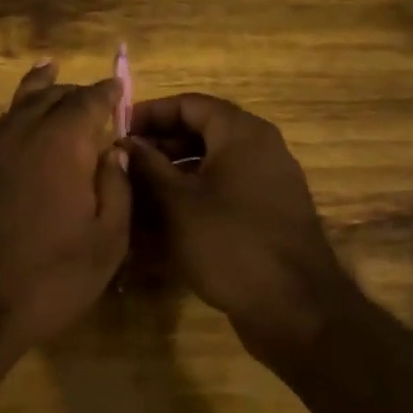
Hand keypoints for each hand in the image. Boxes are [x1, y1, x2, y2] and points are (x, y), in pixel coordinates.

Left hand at [0, 62, 130, 350]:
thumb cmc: (48, 277)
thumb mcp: (105, 241)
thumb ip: (116, 188)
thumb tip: (115, 150)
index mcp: (60, 144)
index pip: (88, 103)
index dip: (106, 93)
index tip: (118, 87)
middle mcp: (21, 136)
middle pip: (48, 98)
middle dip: (72, 92)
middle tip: (90, 94)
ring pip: (16, 108)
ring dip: (37, 92)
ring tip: (47, 72)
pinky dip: (15, 117)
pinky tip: (19, 126)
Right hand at [124, 93, 349, 368]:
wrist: (295, 308)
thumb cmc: (230, 243)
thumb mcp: (176, 203)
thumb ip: (147, 166)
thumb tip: (124, 143)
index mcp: (242, 134)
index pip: (189, 104)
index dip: (150, 113)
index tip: (117, 130)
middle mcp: (260, 149)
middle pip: (201, 131)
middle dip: (159, 144)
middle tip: (123, 162)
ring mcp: (268, 182)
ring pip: (212, 163)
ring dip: (174, 171)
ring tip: (136, 190)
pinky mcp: (268, 213)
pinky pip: (225, 189)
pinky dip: (194, 194)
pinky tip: (164, 218)